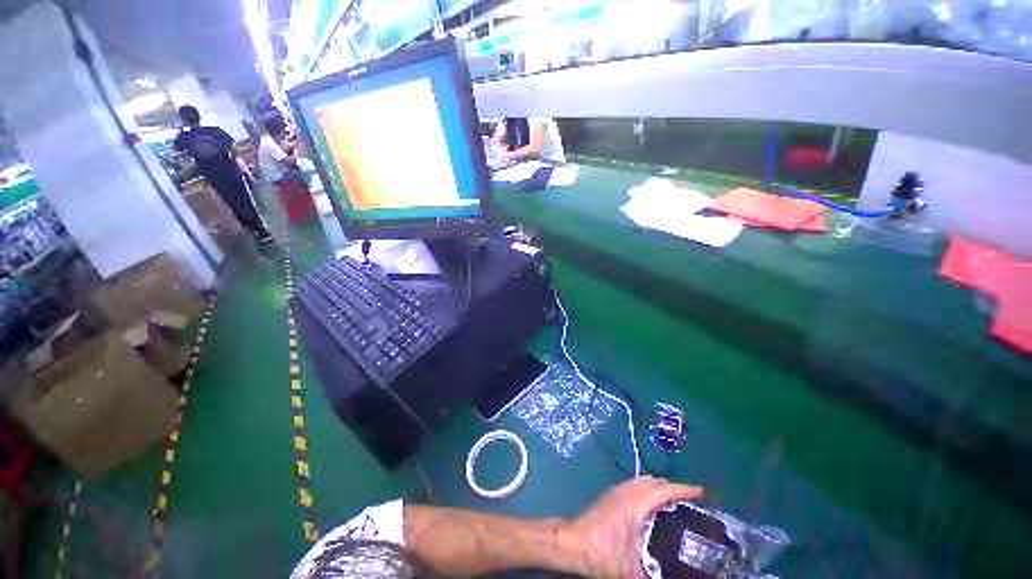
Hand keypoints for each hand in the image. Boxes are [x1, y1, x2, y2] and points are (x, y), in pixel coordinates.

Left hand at [558, 476, 703, 577]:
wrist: (573, 542)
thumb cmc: (602, 553)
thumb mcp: (632, 570)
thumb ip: (655, 576)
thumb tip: (677, 577)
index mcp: (635, 504)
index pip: (663, 490)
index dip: (683, 489)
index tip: (701, 492)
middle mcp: (627, 491)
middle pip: (654, 481)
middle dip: (673, 487)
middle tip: (691, 502)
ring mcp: (617, 491)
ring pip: (643, 480)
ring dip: (660, 486)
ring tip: (675, 502)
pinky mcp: (611, 495)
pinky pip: (635, 485)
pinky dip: (648, 489)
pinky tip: (652, 506)